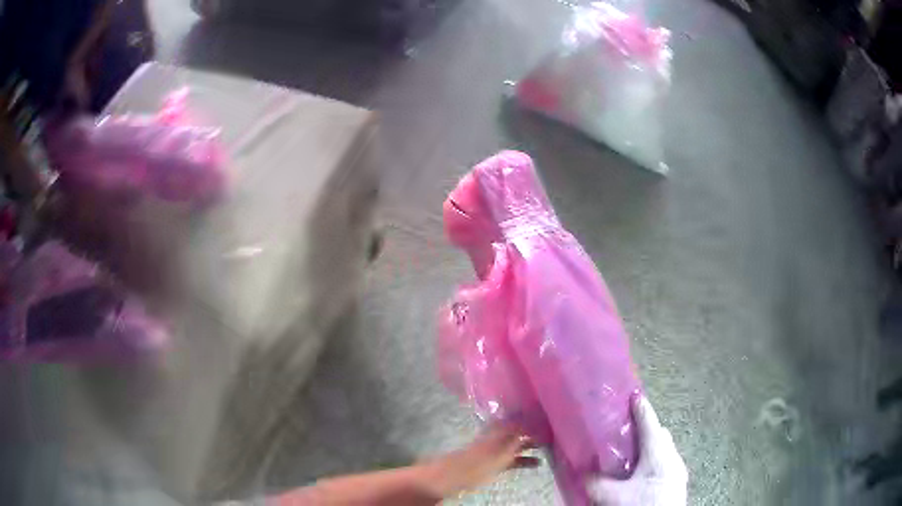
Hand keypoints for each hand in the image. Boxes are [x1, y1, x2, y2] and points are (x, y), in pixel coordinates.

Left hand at [425, 424, 539, 496]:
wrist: (452, 475)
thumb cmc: (478, 462)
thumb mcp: (500, 450)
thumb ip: (516, 437)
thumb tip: (531, 422)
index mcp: (499, 429)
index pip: (520, 419)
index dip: (533, 418)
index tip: (549, 418)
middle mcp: (498, 436)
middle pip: (519, 432)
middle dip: (535, 433)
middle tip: (554, 435)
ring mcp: (495, 450)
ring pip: (518, 445)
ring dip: (532, 447)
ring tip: (550, 449)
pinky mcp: (493, 462)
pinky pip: (514, 458)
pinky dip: (525, 459)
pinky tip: (536, 464)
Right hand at [587, 396, 687, 505]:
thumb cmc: (643, 505)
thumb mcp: (614, 497)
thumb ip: (597, 482)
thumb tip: (582, 471)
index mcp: (659, 454)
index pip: (650, 424)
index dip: (641, 408)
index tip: (634, 394)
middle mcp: (672, 457)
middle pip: (661, 434)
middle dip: (645, 429)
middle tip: (626, 431)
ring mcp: (678, 470)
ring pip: (664, 449)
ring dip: (650, 447)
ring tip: (631, 455)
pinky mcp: (677, 482)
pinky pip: (666, 462)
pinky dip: (654, 461)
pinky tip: (641, 475)